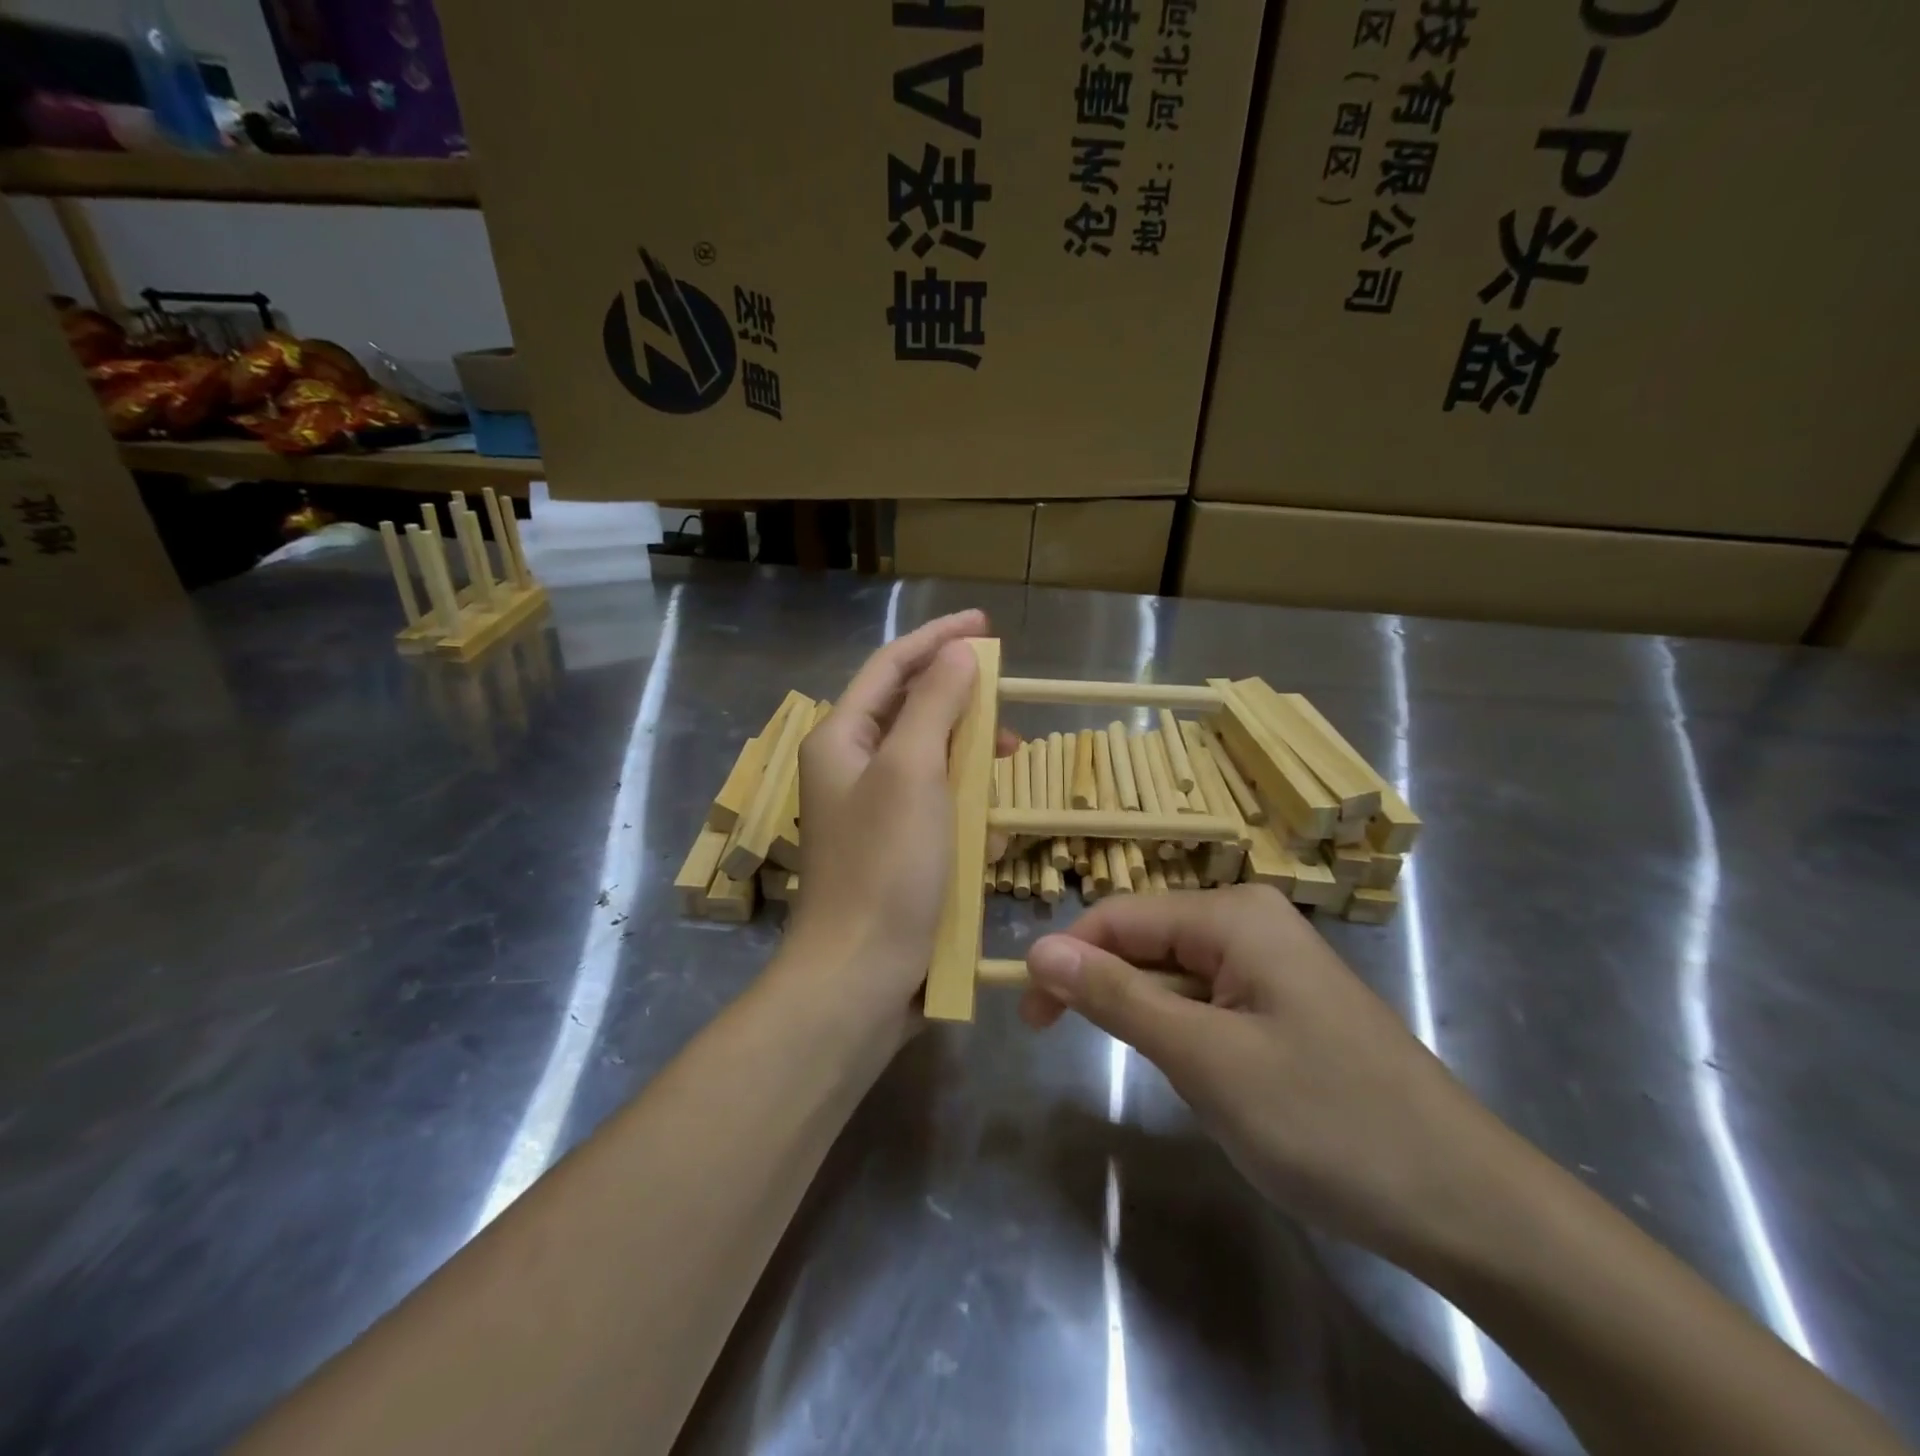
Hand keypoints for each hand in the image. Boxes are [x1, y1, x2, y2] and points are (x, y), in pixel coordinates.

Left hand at [787, 610, 1010, 1030]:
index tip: (987, 627)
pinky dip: (964, 809)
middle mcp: (850, 768)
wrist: (861, 978)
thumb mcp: (913, 771)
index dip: (938, 639)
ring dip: (970, 763)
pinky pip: (937, 808)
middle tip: (1008, 718)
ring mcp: (872, 811)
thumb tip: (957, 651)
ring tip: (1007, 773)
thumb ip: (934, 703)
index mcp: (841, 738)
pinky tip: (988, 834)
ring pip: (931, 762)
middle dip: (962, 708)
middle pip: (911, 711)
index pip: (892, 665)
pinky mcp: (894, 850)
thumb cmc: (885, 867)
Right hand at [1021, 885, 1530, 1274]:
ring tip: (1162, 1073)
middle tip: (1063, 1044)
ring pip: (1175, 974)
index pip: (1119, 917)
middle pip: (1146, 939)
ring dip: (1148, 1016)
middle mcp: (1252, 921)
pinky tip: (1205, 1076)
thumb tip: (1037, 950)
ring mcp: (1273, 963)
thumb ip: (1116, 997)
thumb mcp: (1204, 1058)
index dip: (1066, 960)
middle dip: (1104, 987)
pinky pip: (1209, 1000)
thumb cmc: (1326, 1122)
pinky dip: (1186, 1032)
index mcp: (1234, 914)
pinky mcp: (1286, 1003)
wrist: (1466, 1204)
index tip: (1028, 1020)